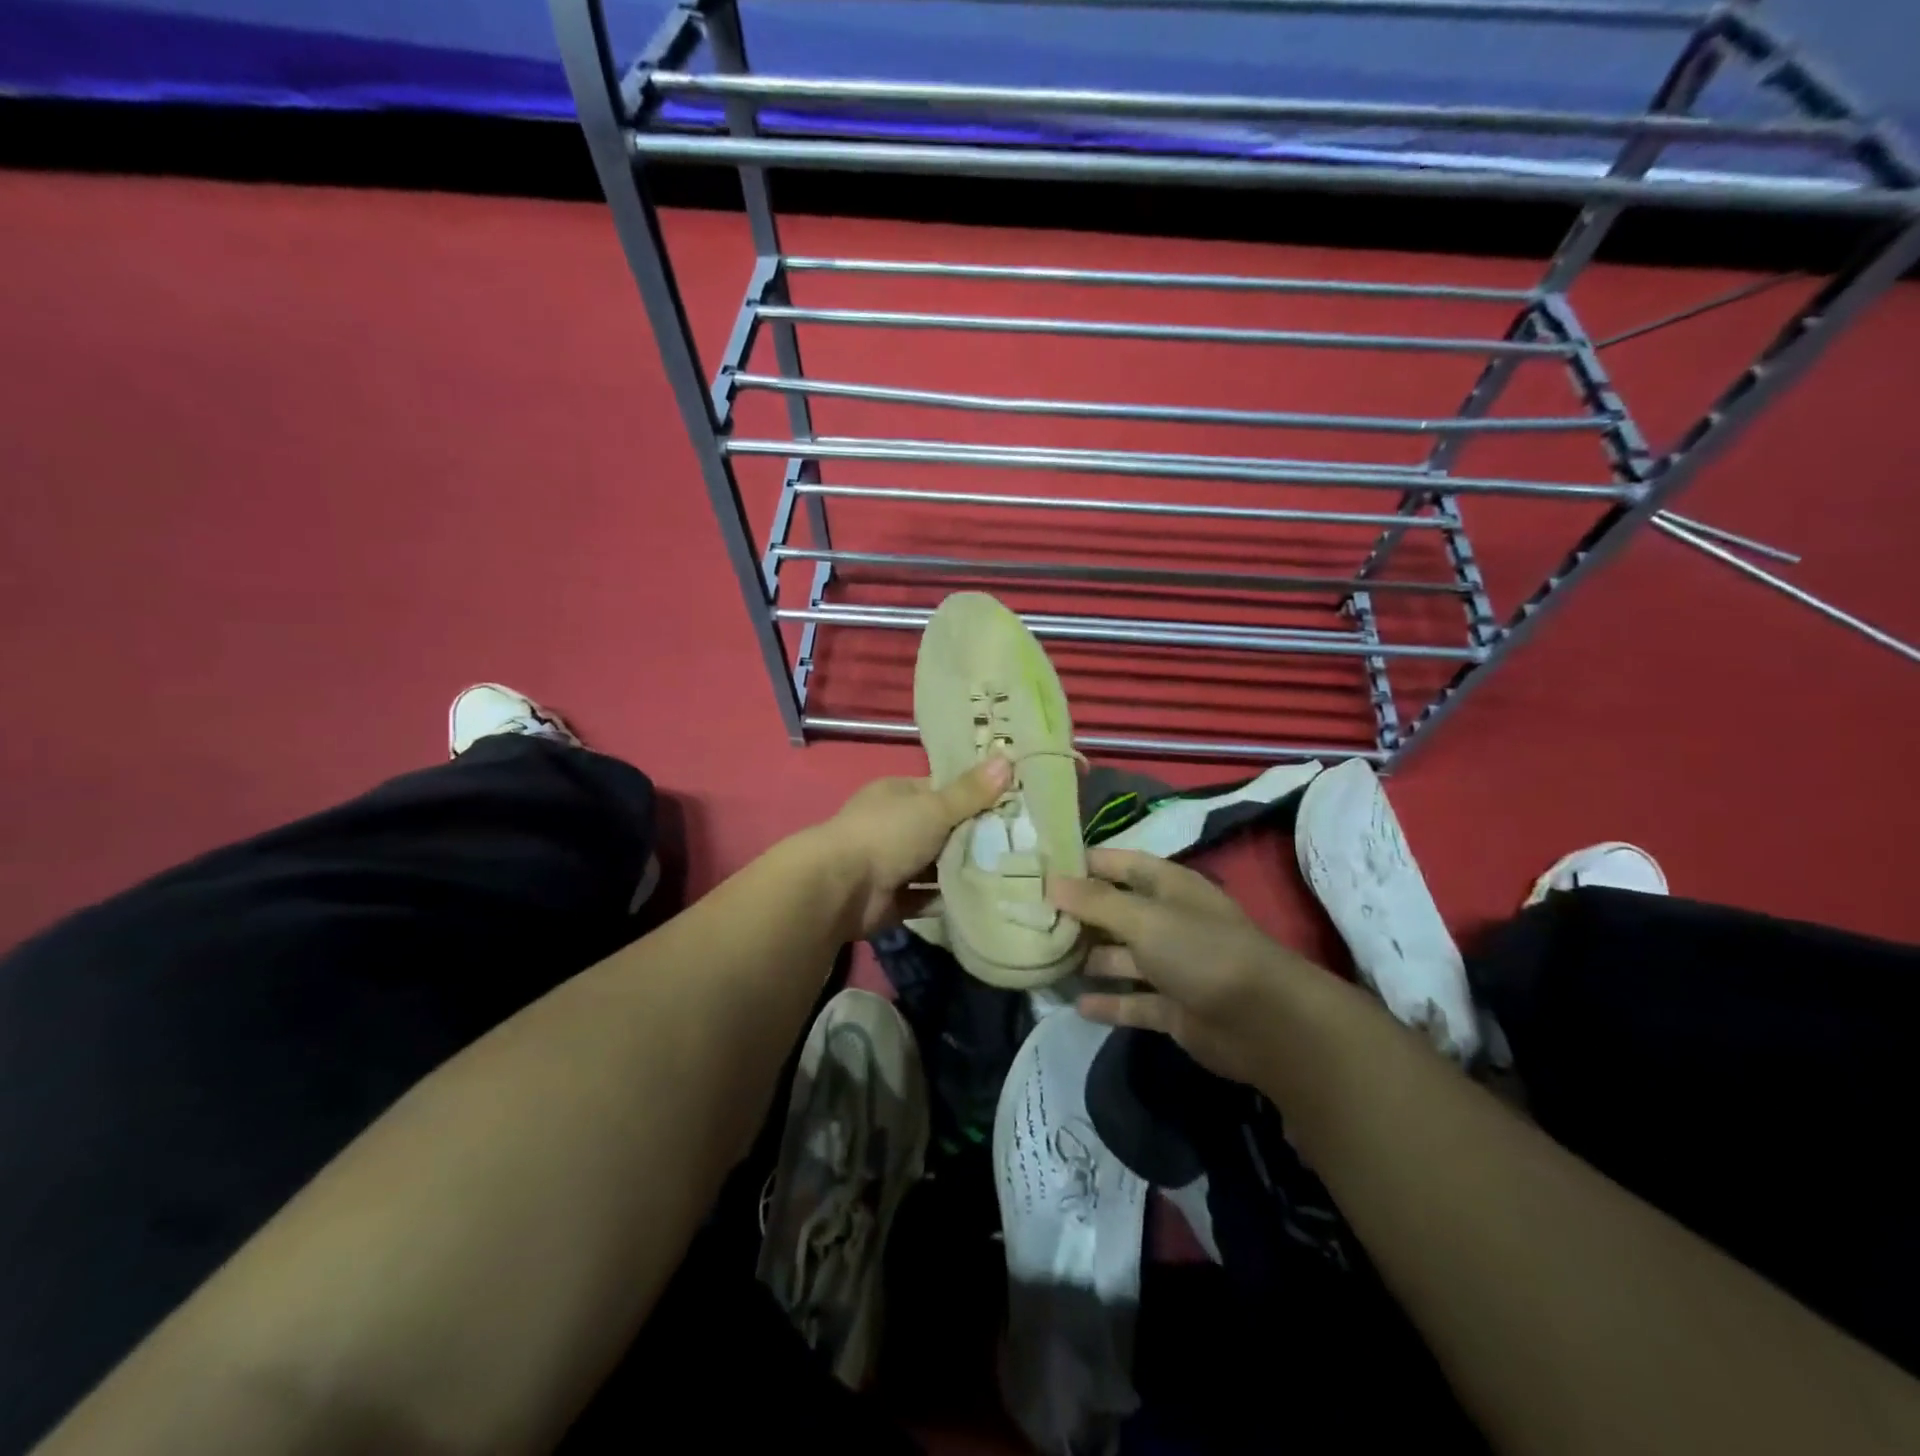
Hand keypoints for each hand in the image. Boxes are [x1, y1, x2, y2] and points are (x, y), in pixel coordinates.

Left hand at [819, 757, 1012, 937]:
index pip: (940, 790)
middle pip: (941, 829)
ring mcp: (891, 864)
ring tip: (1010, 872)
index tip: (1010, 804)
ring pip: (935, 865)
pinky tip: (984, 899)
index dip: (973, 795)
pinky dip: (948, 899)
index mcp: (897, 794)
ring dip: (962, 870)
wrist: (840, 889)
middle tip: (1019, 842)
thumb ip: (971, 792)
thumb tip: (1008, 758)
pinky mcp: (893, 899)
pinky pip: (927, 898)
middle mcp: (893, 826)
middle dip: (973, 836)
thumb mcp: (934, 807)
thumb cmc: (887, 834)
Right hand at [1047, 848, 1324, 1088]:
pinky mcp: (1174, 1008)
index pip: (1118, 864)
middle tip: (1028, 918)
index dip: (1082, 864)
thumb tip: (1051, 881)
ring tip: (1044, 960)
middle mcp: (1168, 921)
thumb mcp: (1145, 918)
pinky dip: (1109, 1003)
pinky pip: (1133, 1002)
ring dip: (1089, 959)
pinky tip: (1077, 1005)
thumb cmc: (1202, 951)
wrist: (1265, 1023)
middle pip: (1115, 911)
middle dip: (1078, 914)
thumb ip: (1096, 901)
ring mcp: (1172, 966)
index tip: (1039, 869)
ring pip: (1121, 957)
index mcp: (1168, 887)